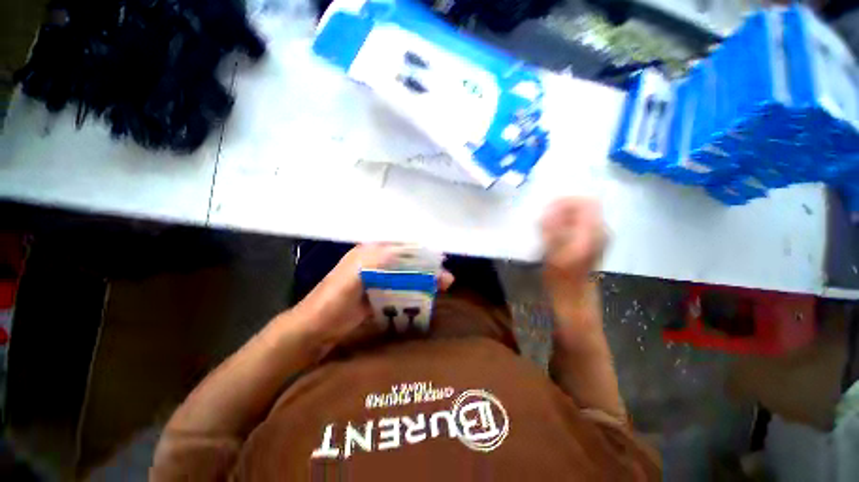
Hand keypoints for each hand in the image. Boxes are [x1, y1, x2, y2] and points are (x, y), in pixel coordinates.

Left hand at [296, 243, 453, 346]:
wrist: (315, 328)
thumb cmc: (332, 299)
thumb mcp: (352, 276)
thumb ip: (375, 261)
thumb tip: (401, 249)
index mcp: (369, 253)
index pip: (401, 247)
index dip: (421, 251)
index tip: (440, 260)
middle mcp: (376, 263)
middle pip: (407, 261)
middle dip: (427, 268)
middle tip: (446, 278)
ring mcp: (378, 279)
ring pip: (406, 275)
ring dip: (423, 280)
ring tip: (442, 286)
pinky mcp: (379, 295)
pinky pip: (401, 290)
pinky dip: (414, 292)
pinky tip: (426, 297)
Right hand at [541, 198, 606, 329]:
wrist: (573, 297)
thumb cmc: (562, 278)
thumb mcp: (553, 253)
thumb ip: (552, 230)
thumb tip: (548, 212)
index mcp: (593, 232)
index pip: (586, 202)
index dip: (565, 201)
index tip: (547, 210)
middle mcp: (598, 231)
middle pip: (582, 206)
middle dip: (561, 208)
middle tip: (543, 219)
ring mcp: (595, 236)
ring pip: (579, 214)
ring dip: (561, 216)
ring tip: (545, 226)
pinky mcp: (589, 242)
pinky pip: (576, 223)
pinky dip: (563, 223)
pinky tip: (551, 233)